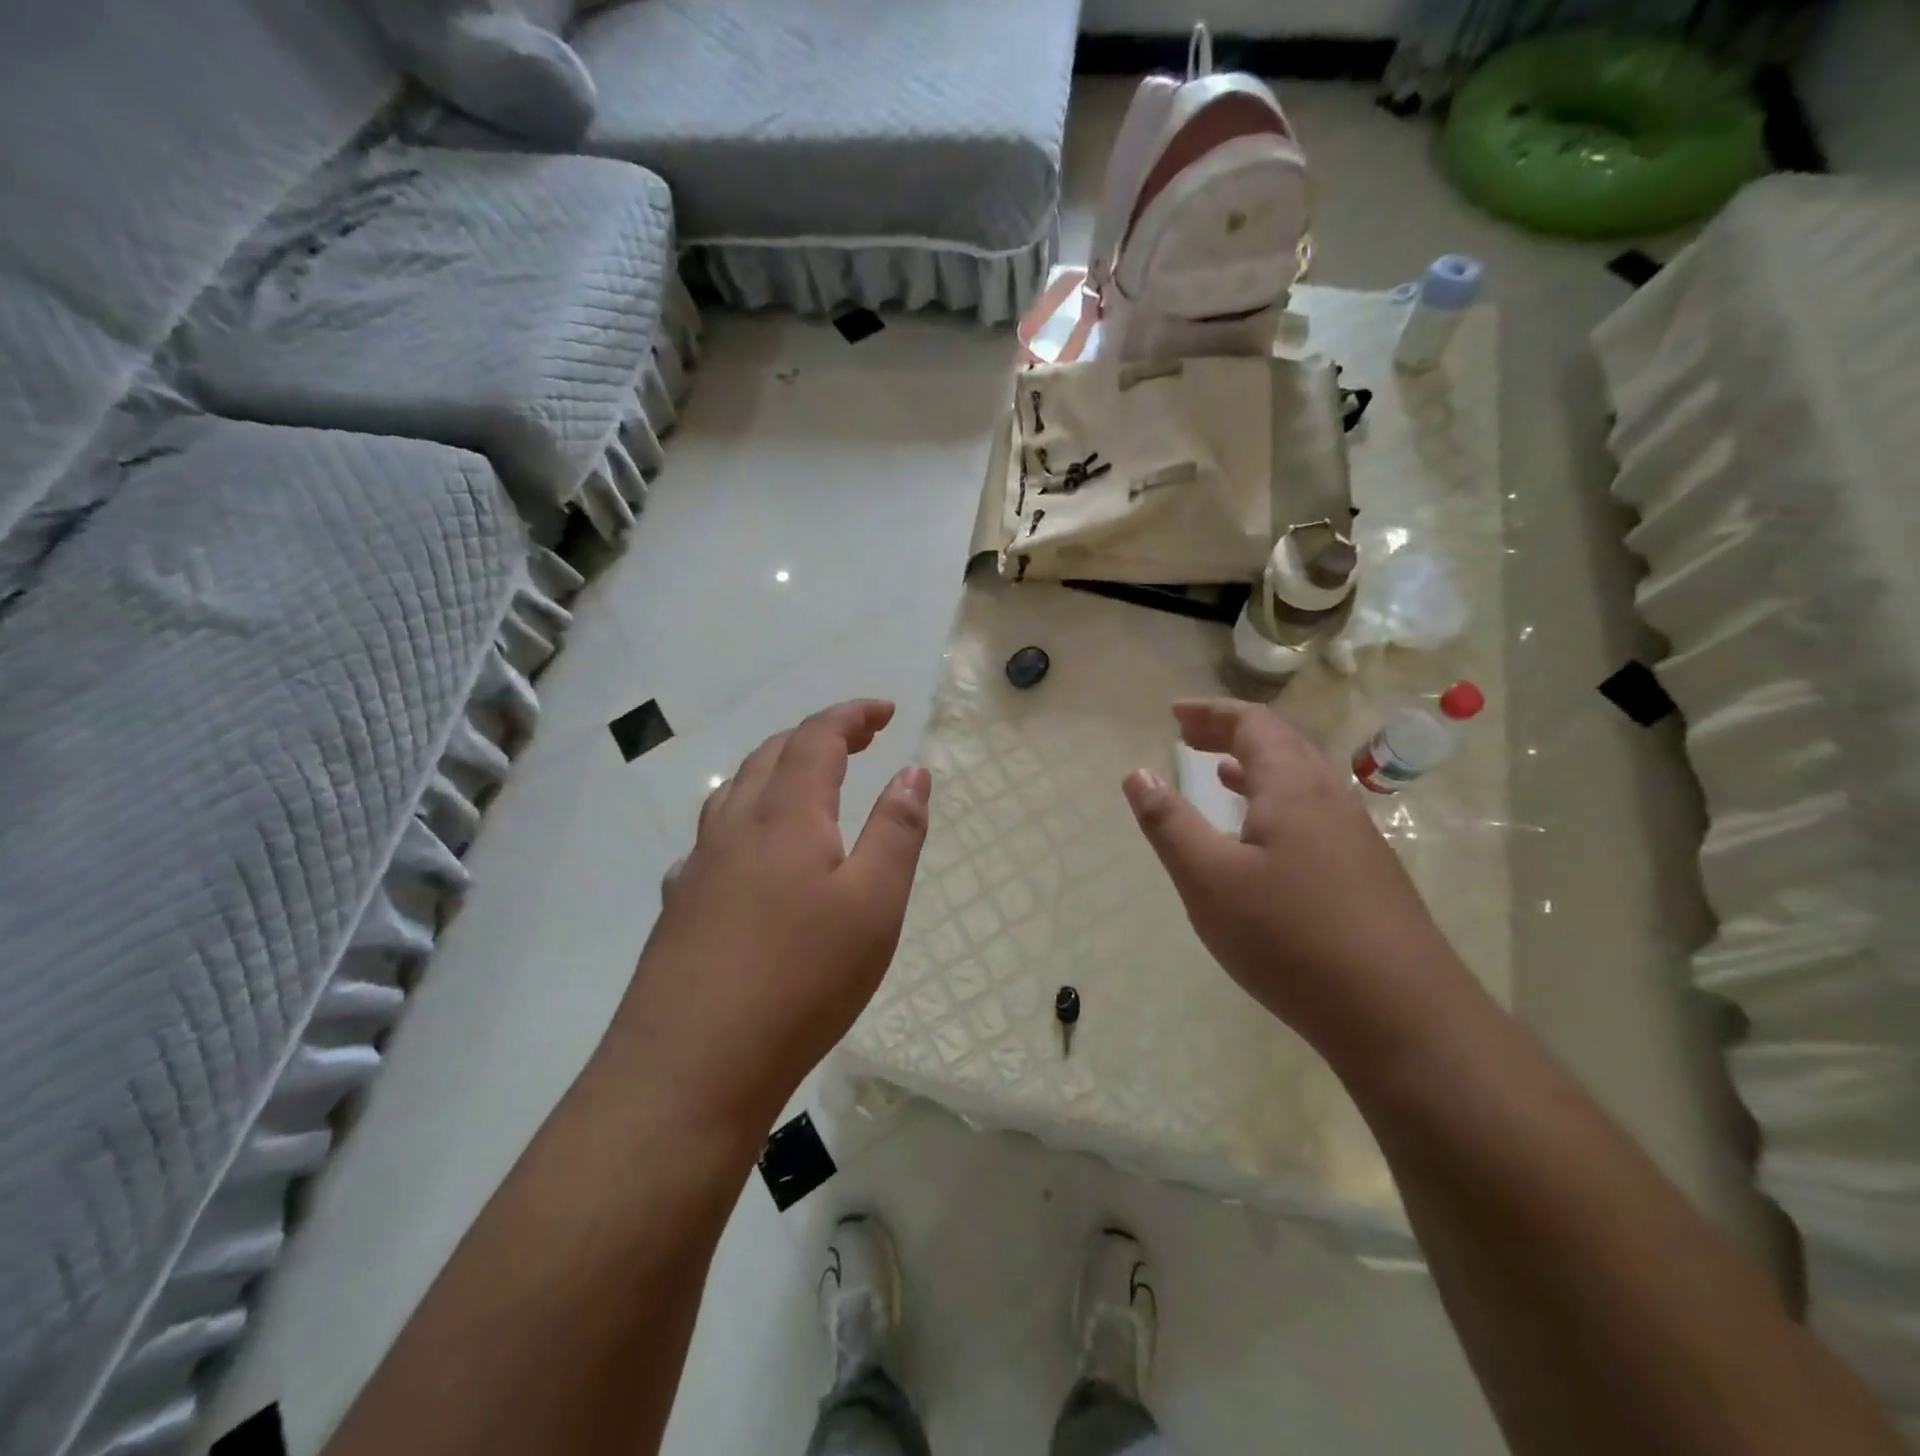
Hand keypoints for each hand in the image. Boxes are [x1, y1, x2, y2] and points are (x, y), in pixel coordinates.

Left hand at [610, 701, 930, 1129]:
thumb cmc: (801, 977)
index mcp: (786, 815)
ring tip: (807, 783)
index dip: (851, 715)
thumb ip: (897, 831)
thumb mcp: (875, 903)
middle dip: (817, 736)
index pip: (816, 738)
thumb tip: (911, 771)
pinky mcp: (679, 908)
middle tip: (859, 740)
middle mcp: (734, 827)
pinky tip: (752, 857)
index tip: (885, 710)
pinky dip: (746, 819)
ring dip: (776, 770)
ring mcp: (698, 868)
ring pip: (735, 792)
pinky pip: (715, 838)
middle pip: (770, 755)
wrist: (690, 1068)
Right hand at [1121, 699, 1460, 1057]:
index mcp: (1292, 787)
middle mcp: (1330, 798)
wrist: (1399, 1015)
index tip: (1174, 713)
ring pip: (1301, 779)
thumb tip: (1137, 774)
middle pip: (1280, 743)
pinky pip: (1313, 810)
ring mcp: (1355, 835)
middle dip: (1230, 731)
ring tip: (1218, 770)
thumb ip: (1169, 824)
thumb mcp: (1209, 880)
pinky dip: (1276, 799)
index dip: (1211, 712)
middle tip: (1187, 735)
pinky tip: (1262, 833)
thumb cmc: (1289, 937)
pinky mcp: (1365, 871)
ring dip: (1255, 765)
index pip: (1253, 723)